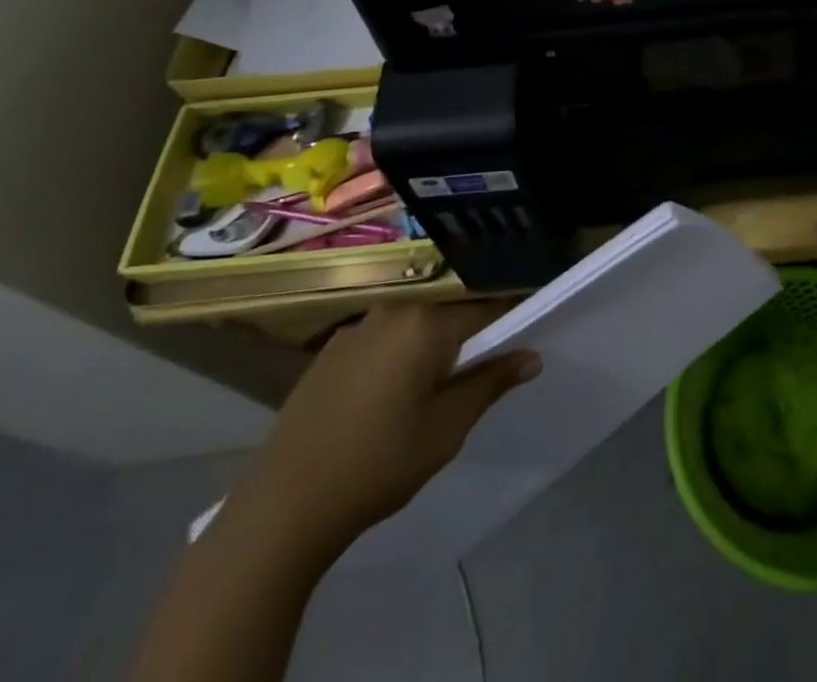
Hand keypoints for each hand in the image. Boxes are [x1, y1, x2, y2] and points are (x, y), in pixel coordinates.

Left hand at [233, 303, 539, 556]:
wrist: (283, 507)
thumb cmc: (378, 465)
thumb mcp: (447, 428)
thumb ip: (491, 383)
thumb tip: (532, 356)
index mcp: (426, 322)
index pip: (485, 309)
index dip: (508, 324)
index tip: (521, 344)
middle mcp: (393, 310)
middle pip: (447, 314)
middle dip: (467, 338)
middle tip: (475, 377)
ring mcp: (356, 328)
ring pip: (412, 326)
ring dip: (429, 348)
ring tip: (430, 391)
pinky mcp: (329, 351)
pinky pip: (380, 340)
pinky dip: (395, 356)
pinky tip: (387, 398)